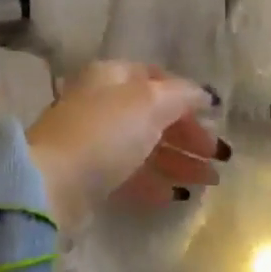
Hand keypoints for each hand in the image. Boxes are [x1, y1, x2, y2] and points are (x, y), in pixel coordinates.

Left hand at [26, 62, 223, 230]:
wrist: (52, 185)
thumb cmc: (105, 133)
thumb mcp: (150, 103)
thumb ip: (182, 95)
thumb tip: (205, 94)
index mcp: (111, 76)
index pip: (156, 78)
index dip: (186, 96)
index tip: (213, 116)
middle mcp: (100, 103)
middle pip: (152, 115)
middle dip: (188, 135)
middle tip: (219, 156)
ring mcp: (92, 141)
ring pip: (144, 147)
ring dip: (179, 161)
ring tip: (210, 181)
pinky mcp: (88, 176)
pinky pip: (129, 174)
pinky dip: (154, 182)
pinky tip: (176, 196)